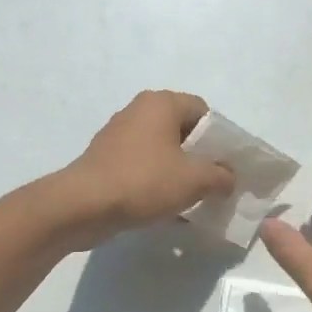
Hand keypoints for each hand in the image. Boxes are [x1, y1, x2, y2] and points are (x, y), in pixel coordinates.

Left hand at [55, 90, 234, 247]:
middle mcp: (138, 111)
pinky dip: (156, 181)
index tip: (226, 166)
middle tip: (213, 184)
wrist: (83, 205)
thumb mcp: (195, 180)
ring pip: (162, 150)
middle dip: (200, 158)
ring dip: (178, 172)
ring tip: (191, 199)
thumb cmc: (144, 182)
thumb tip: (228, 177)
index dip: (220, 139)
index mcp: (161, 103)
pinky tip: (164, 208)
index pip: (204, 112)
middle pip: (182, 131)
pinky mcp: (106, 158)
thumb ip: (220, 176)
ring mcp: (118, 134)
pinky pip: (142, 166)